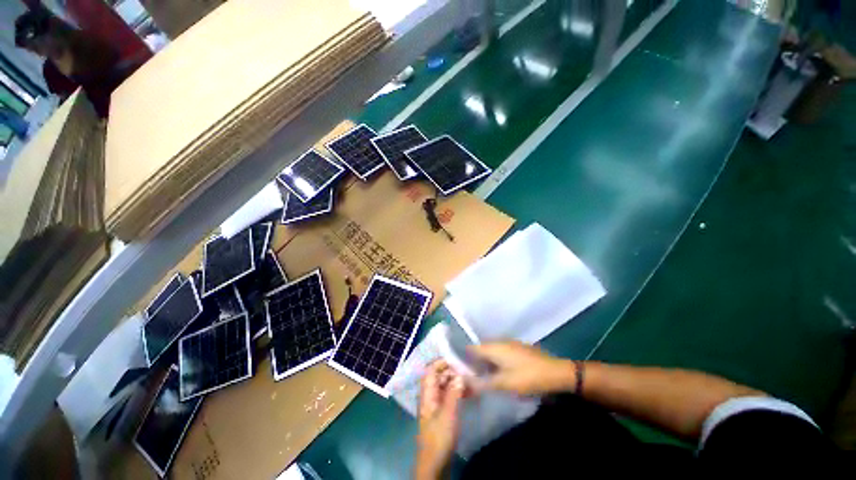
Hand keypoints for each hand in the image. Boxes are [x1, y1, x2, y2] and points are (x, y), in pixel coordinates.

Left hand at [415, 360, 464, 479]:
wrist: (435, 463)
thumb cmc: (439, 437)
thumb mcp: (448, 414)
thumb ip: (453, 393)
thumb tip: (460, 375)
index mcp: (427, 394)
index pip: (430, 370)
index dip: (441, 362)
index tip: (456, 359)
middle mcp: (430, 396)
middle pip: (438, 376)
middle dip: (452, 371)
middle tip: (467, 370)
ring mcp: (436, 404)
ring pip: (445, 386)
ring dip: (456, 381)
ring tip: (471, 380)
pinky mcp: (443, 412)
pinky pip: (449, 395)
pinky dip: (458, 391)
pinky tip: (469, 392)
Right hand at [468, 341, 575, 395]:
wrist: (556, 372)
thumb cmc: (527, 377)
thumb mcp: (504, 384)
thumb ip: (483, 383)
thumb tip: (466, 382)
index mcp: (493, 347)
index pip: (472, 348)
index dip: (464, 357)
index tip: (460, 370)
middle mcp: (499, 341)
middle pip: (481, 349)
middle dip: (475, 361)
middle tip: (472, 377)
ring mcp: (509, 343)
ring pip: (491, 351)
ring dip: (486, 362)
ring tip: (485, 377)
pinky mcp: (518, 348)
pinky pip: (501, 352)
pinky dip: (496, 361)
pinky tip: (500, 373)